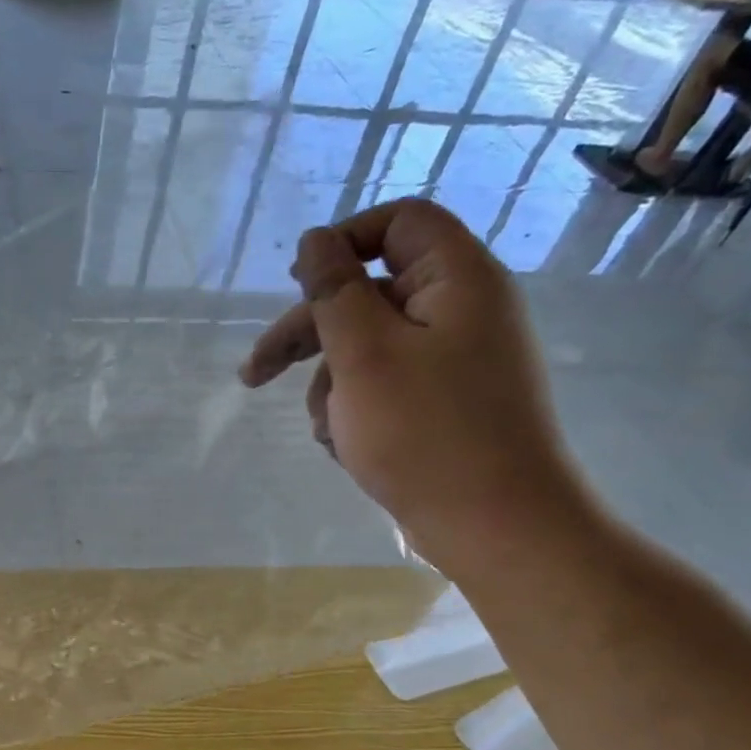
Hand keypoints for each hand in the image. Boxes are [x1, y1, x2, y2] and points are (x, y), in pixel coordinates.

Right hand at [238, 199, 592, 580]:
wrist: (496, 527)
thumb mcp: (362, 354)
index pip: (399, 222)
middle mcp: (462, 310)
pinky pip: (386, 385)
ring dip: (330, 383)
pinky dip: (356, 409)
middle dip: (309, 333)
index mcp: (456, 280)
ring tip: (325, 430)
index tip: (298, 283)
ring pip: (369, 348)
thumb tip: (314, 240)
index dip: (343, 241)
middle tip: (254, 373)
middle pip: (369, 293)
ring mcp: (456, 361)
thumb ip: (333, 290)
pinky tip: (345, 446)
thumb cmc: (425, 433)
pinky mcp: (446, 403)